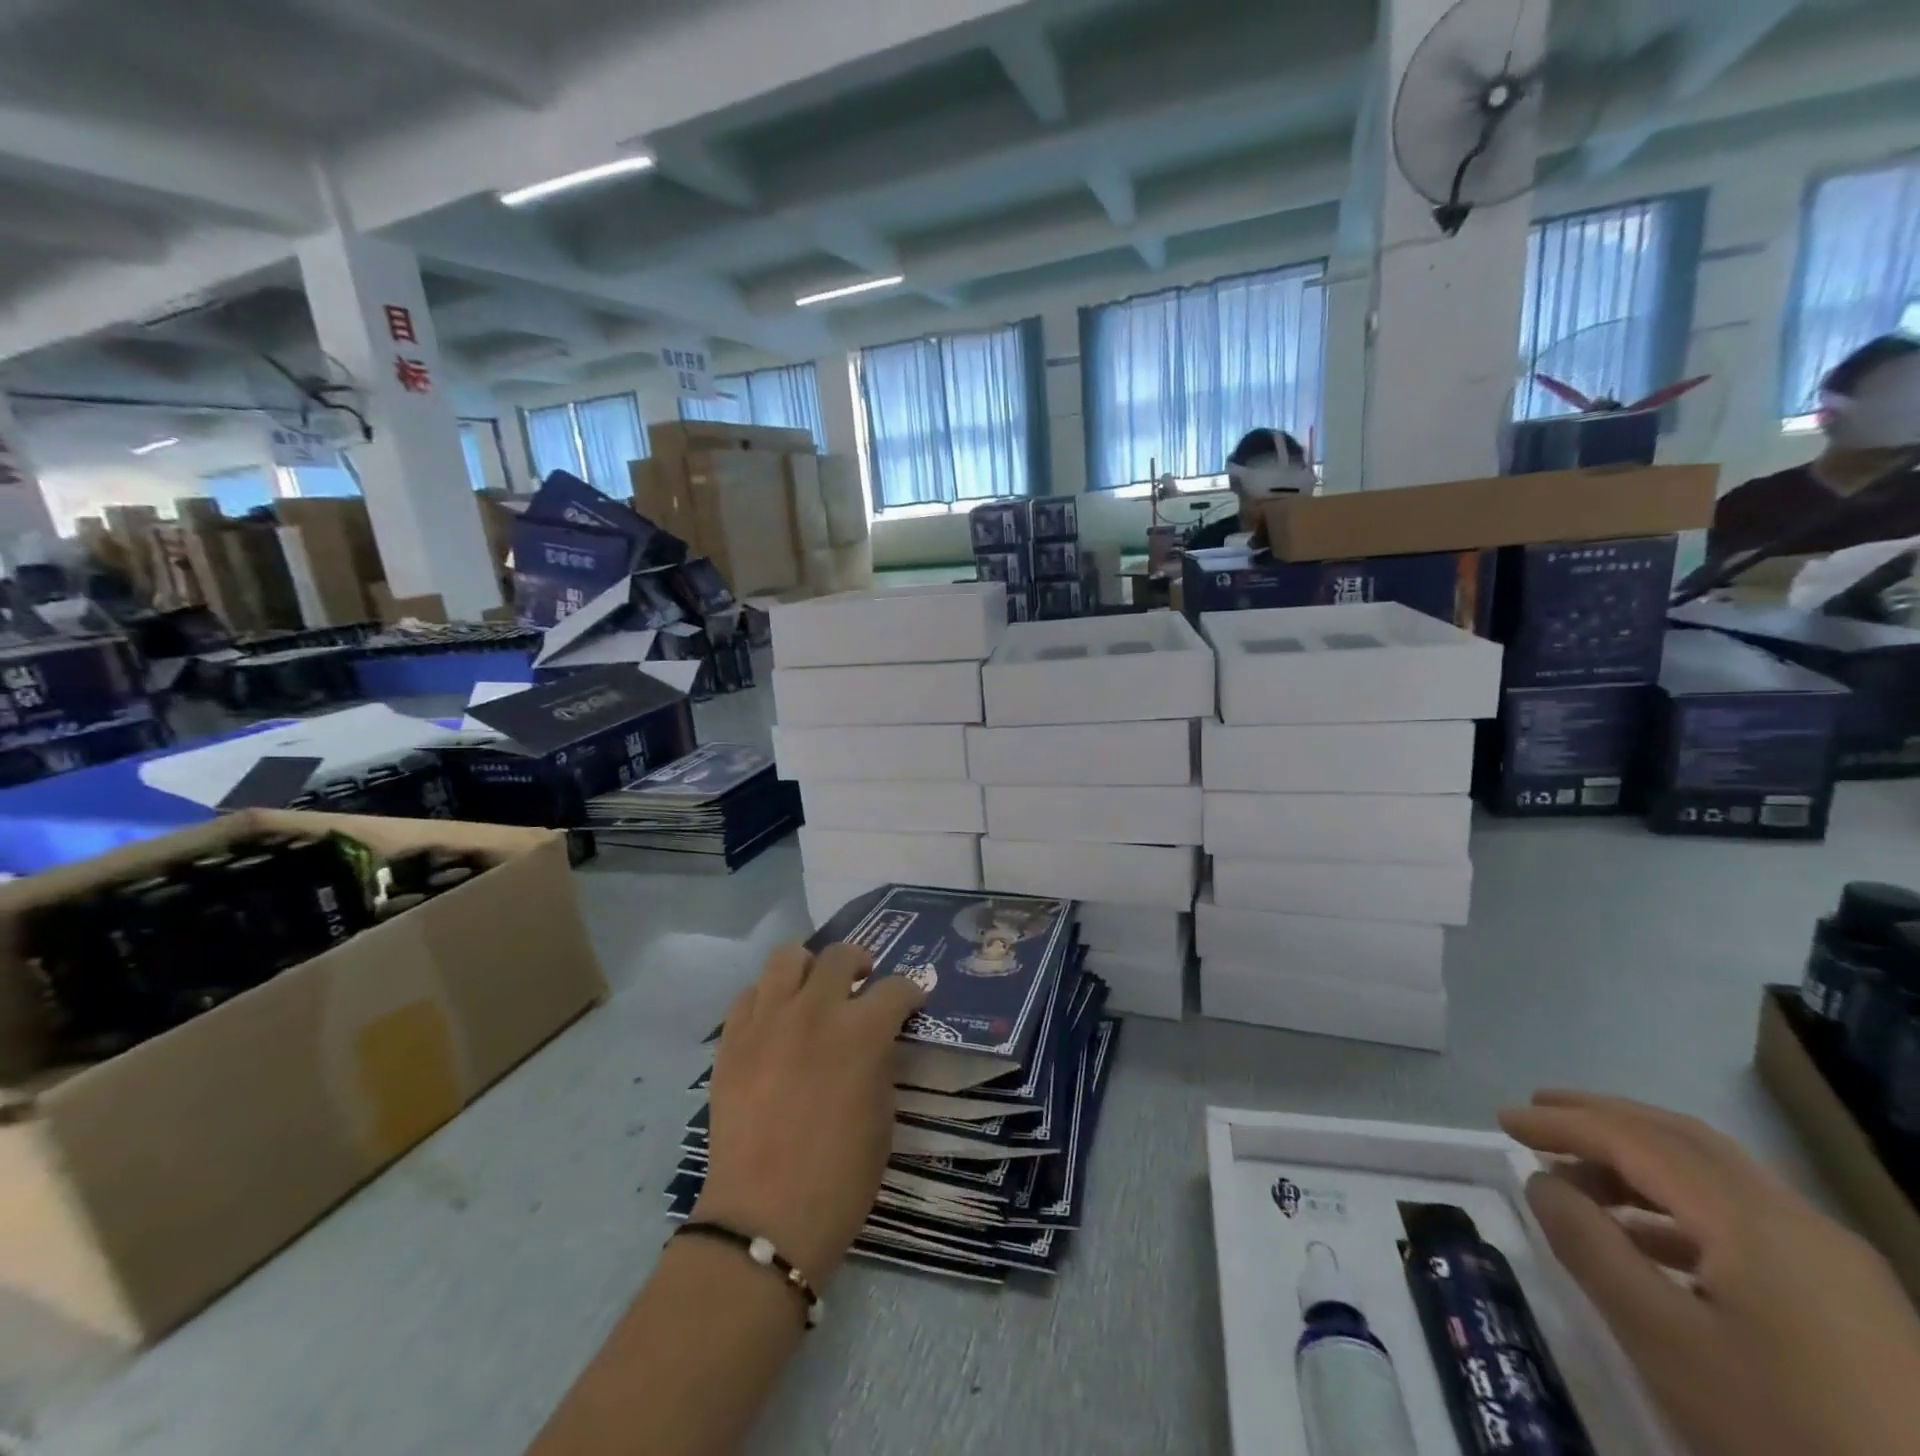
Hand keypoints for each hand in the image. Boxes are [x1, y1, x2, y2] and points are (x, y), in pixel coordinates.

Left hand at [693, 942, 924, 1282]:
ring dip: (809, 967)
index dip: (910, 993)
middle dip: (860, 964)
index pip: (895, 988)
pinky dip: (768, 998)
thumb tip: (877, 1041)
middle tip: (862, 985)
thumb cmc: (839, 1179)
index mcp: (861, 1033)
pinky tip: (776, 1022)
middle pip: (840, 956)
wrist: (764, 1220)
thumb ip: (880, 1064)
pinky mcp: (732, 1040)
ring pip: (787, 957)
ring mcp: (767, 1021)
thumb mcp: (882, 1118)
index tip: (912, 1003)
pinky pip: (750, 994)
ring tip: (814, 990)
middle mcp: (814, 1011)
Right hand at [1501, 1090, 1919, 1455]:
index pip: (1635, 1140)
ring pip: (1717, 1175)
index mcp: (1752, 1219)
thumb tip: (1543, 1182)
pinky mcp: (1854, 1303)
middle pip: (1682, 1138)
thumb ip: (1590, 1246)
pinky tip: (1650, 1242)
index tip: (1503, 1119)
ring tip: (1579, 1181)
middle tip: (1539, 1114)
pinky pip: (1746, 1219)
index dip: (1562, 1123)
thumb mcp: (1663, 1339)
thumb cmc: (1783, 1428)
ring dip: (1638, 1161)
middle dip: (1602, 1118)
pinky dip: (1679, 1204)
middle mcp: (1798, 1220)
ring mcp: (1836, 1262)